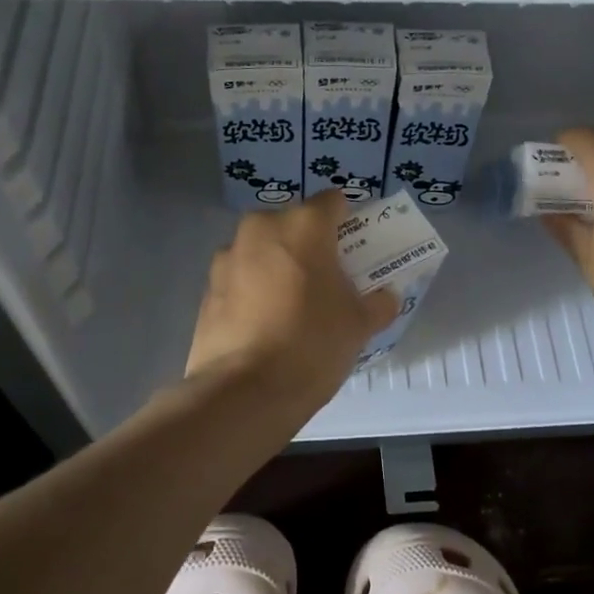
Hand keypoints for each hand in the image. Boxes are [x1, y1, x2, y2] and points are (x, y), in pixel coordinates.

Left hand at [186, 190, 399, 409]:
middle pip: (293, 224)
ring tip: (292, 304)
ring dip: (277, 266)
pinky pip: (239, 278)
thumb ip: (378, 303)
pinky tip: (264, 324)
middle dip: (309, 244)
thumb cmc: (312, 344)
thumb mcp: (359, 325)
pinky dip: (253, 290)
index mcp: (303, 225)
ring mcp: (227, 258)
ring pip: (262, 250)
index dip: (348, 220)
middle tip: (326, 278)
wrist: (243, 392)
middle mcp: (261, 229)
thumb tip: (386, 297)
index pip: (333, 201)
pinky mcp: (206, 290)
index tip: (355, 247)